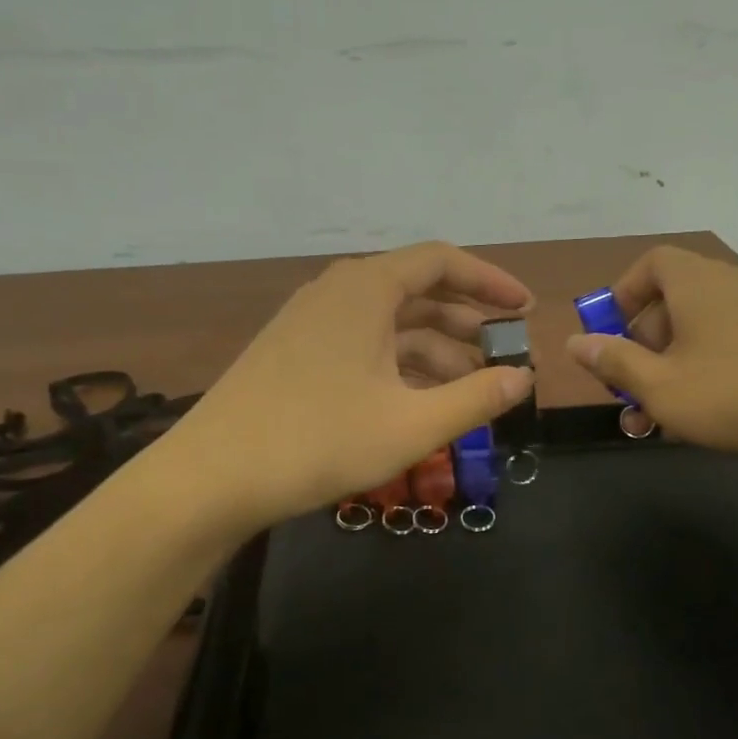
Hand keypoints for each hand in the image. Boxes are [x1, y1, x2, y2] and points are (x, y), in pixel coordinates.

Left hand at [158, 242, 536, 533]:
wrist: (213, 477)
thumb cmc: (319, 442)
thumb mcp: (411, 424)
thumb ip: (475, 398)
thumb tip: (524, 379)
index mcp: (365, 289)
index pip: (441, 261)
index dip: (489, 281)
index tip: (524, 309)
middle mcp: (337, 292)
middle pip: (416, 290)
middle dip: (467, 321)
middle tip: (506, 354)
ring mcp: (311, 323)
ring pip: (389, 323)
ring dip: (435, 349)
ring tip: (473, 386)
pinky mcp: (295, 353)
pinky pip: (363, 345)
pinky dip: (399, 365)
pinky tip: (421, 400)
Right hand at [565, 245, 737, 473]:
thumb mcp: (662, 387)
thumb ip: (614, 362)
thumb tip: (575, 341)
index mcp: (697, 283)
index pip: (650, 265)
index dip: (623, 295)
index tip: (611, 335)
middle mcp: (735, 283)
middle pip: (677, 301)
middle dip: (646, 346)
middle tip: (635, 393)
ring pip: (709, 330)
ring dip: (680, 366)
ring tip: (672, 416)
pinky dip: (720, 369)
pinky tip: (722, 414)